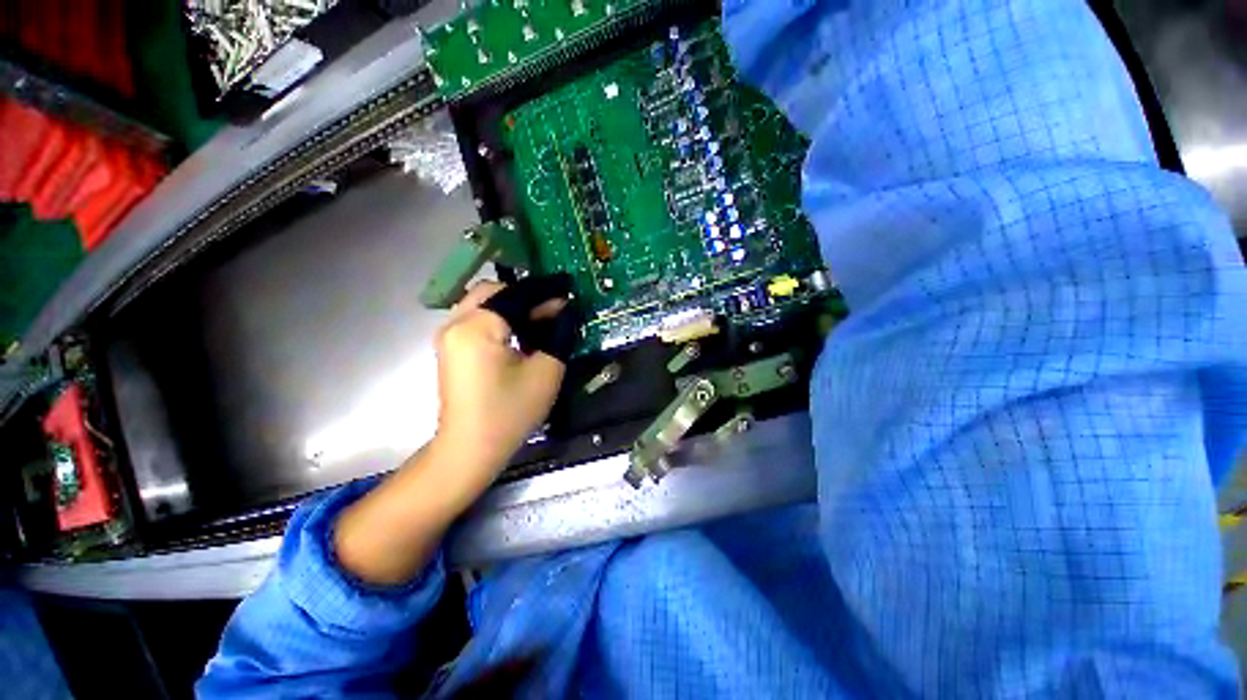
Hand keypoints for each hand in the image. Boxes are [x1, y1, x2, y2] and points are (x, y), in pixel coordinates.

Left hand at [433, 280, 567, 483]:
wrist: (470, 448)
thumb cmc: (510, 412)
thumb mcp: (546, 372)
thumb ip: (558, 335)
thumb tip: (565, 311)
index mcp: (477, 327)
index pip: (515, 295)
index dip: (545, 294)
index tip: (568, 298)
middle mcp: (456, 323)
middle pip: (493, 292)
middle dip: (525, 297)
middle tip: (551, 311)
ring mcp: (448, 335)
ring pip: (483, 303)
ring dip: (512, 307)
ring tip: (538, 323)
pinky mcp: (450, 348)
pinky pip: (476, 319)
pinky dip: (499, 318)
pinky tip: (518, 335)